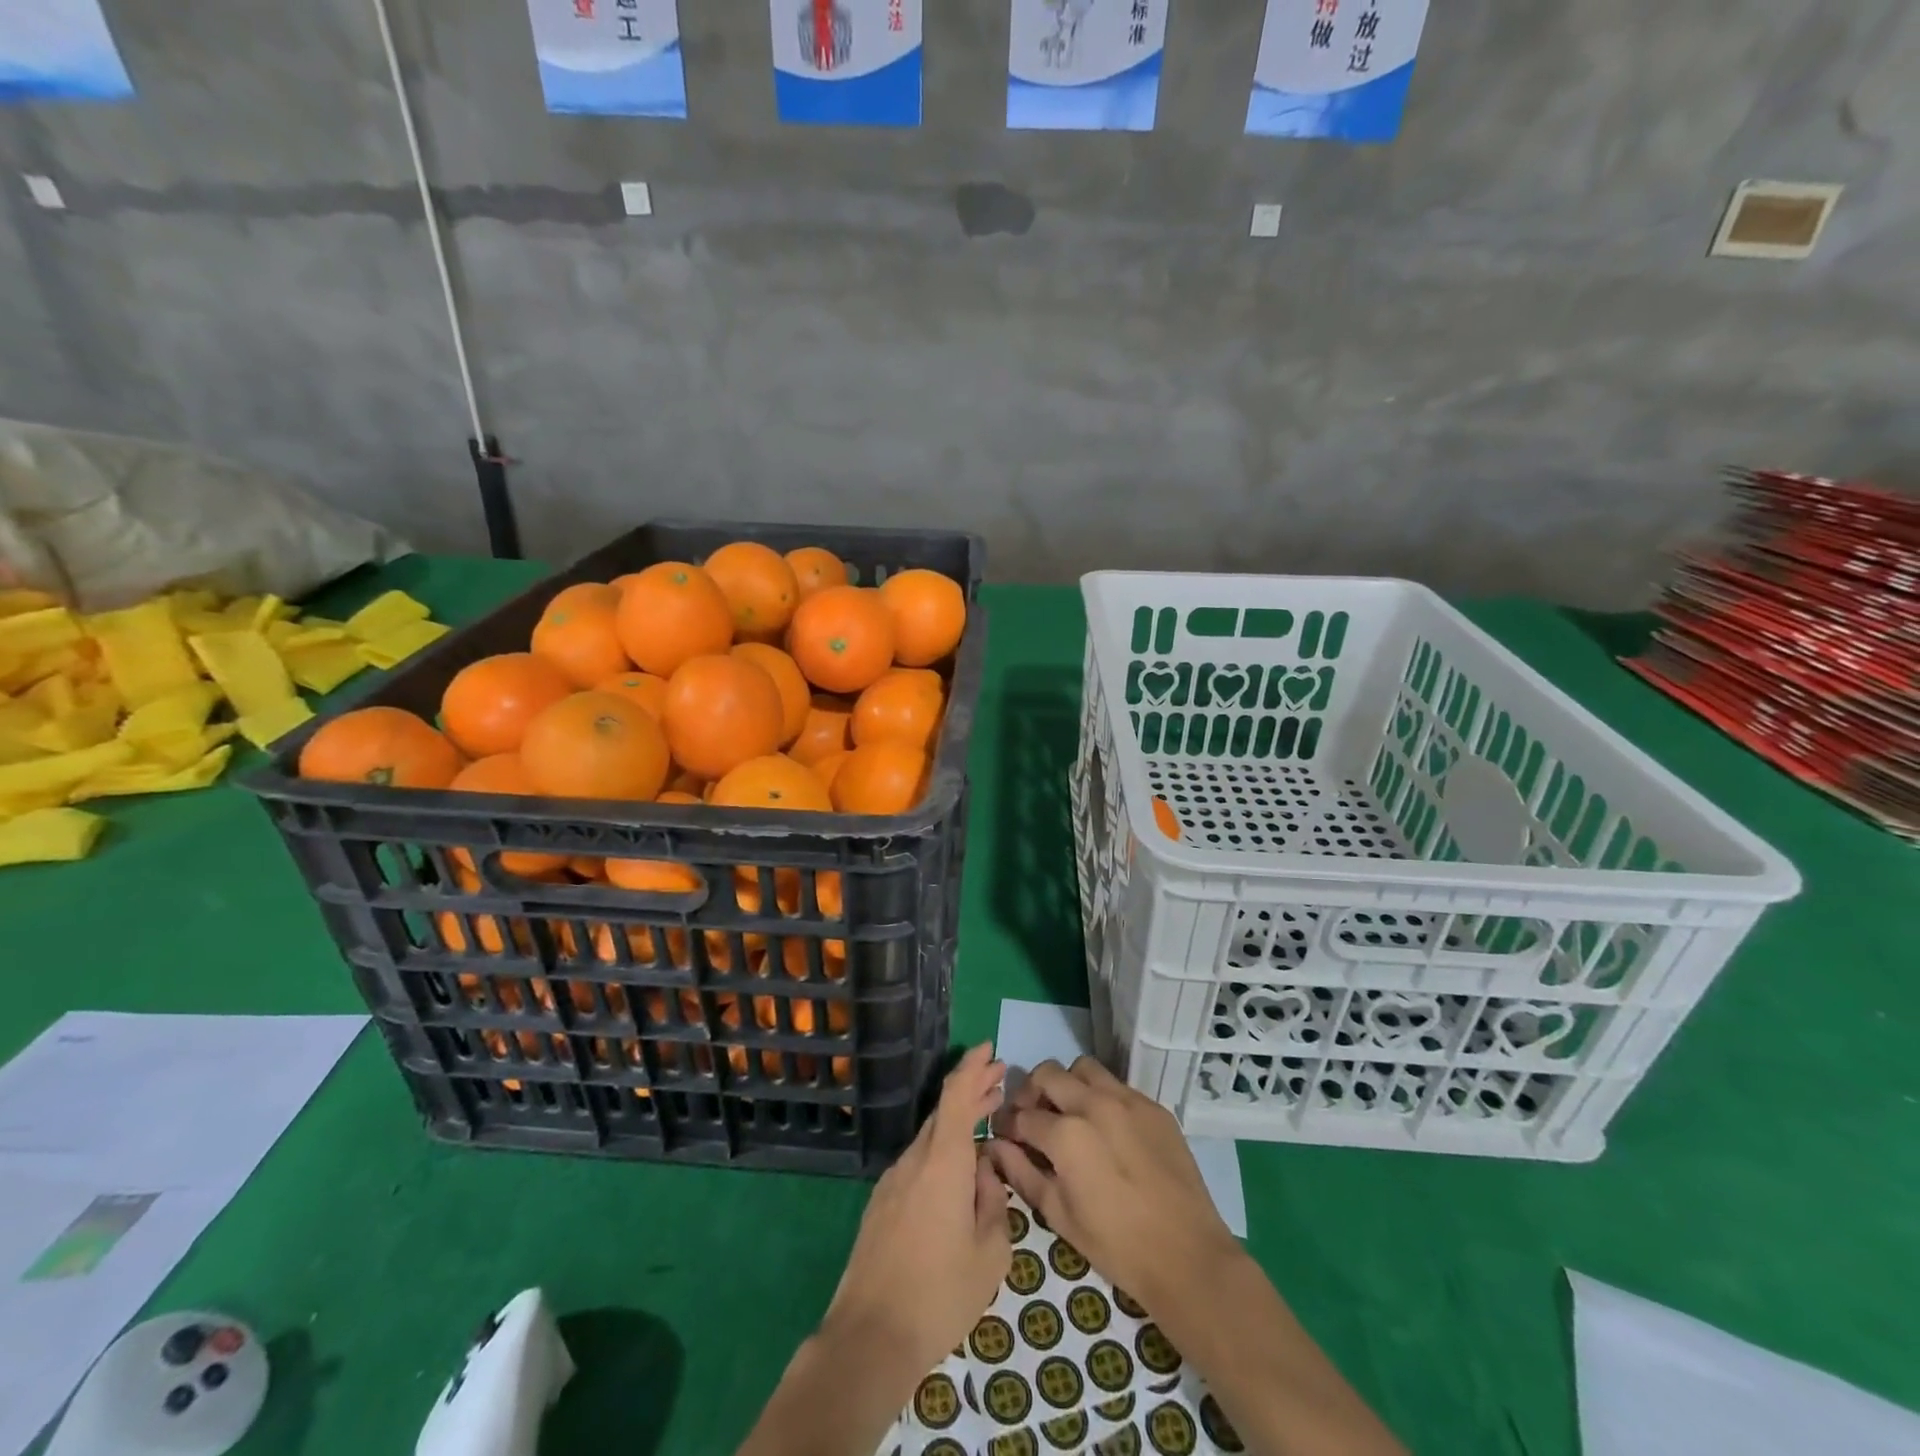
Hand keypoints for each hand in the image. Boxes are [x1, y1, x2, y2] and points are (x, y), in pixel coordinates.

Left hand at [821, 1043, 1009, 1382]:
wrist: (870, 1336)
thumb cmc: (939, 1294)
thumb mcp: (990, 1253)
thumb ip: (994, 1202)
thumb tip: (986, 1174)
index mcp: (942, 1161)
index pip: (956, 1095)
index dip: (973, 1067)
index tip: (991, 1048)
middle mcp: (914, 1159)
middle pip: (943, 1112)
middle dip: (972, 1091)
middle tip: (1000, 1078)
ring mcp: (893, 1181)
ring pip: (930, 1137)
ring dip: (957, 1123)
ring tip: (986, 1116)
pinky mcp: (881, 1204)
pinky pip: (918, 1162)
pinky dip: (941, 1149)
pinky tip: (957, 1169)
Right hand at [987, 1056, 1237, 1311]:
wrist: (1188, 1256)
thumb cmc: (1116, 1245)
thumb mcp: (1059, 1215)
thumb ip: (1022, 1172)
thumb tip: (995, 1145)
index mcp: (1066, 1134)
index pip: (1022, 1115)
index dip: (1008, 1125)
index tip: (1006, 1134)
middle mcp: (1094, 1104)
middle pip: (1048, 1074)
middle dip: (1032, 1092)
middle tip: (1034, 1118)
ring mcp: (1128, 1100)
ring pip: (1084, 1069)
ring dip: (1068, 1084)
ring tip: (1070, 1114)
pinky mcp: (1153, 1106)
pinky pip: (1117, 1086)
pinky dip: (1101, 1097)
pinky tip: (1107, 1129)